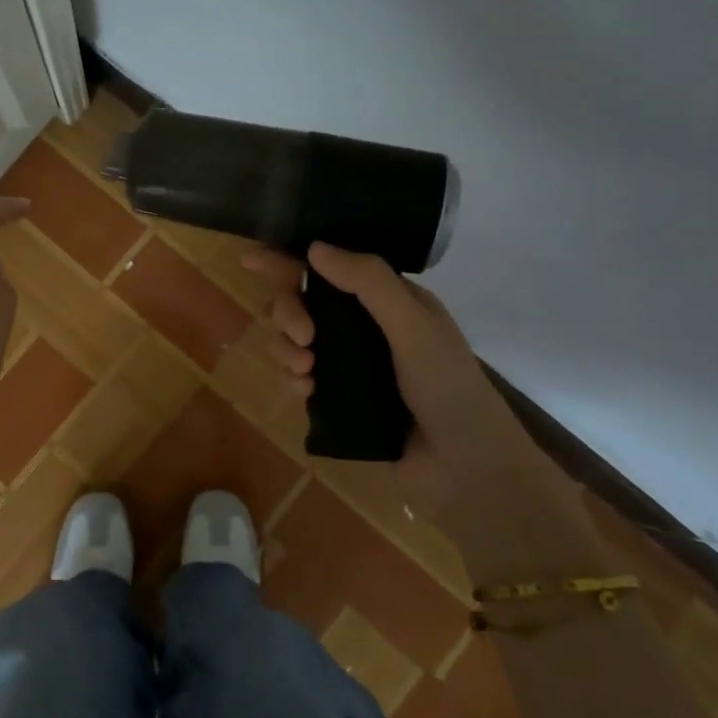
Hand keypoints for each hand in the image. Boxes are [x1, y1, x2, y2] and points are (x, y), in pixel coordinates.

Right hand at [242, 243, 549, 513]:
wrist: (465, 471)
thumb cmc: (448, 389)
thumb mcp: (414, 327)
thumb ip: (369, 284)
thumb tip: (314, 247)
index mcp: (390, 300)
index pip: (333, 267)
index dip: (290, 260)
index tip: (251, 257)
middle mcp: (367, 327)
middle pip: (305, 302)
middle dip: (290, 312)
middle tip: (302, 337)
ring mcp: (351, 365)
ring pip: (296, 340)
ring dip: (287, 347)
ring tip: (304, 370)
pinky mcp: (339, 400)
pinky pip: (299, 377)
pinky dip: (294, 379)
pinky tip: (305, 392)